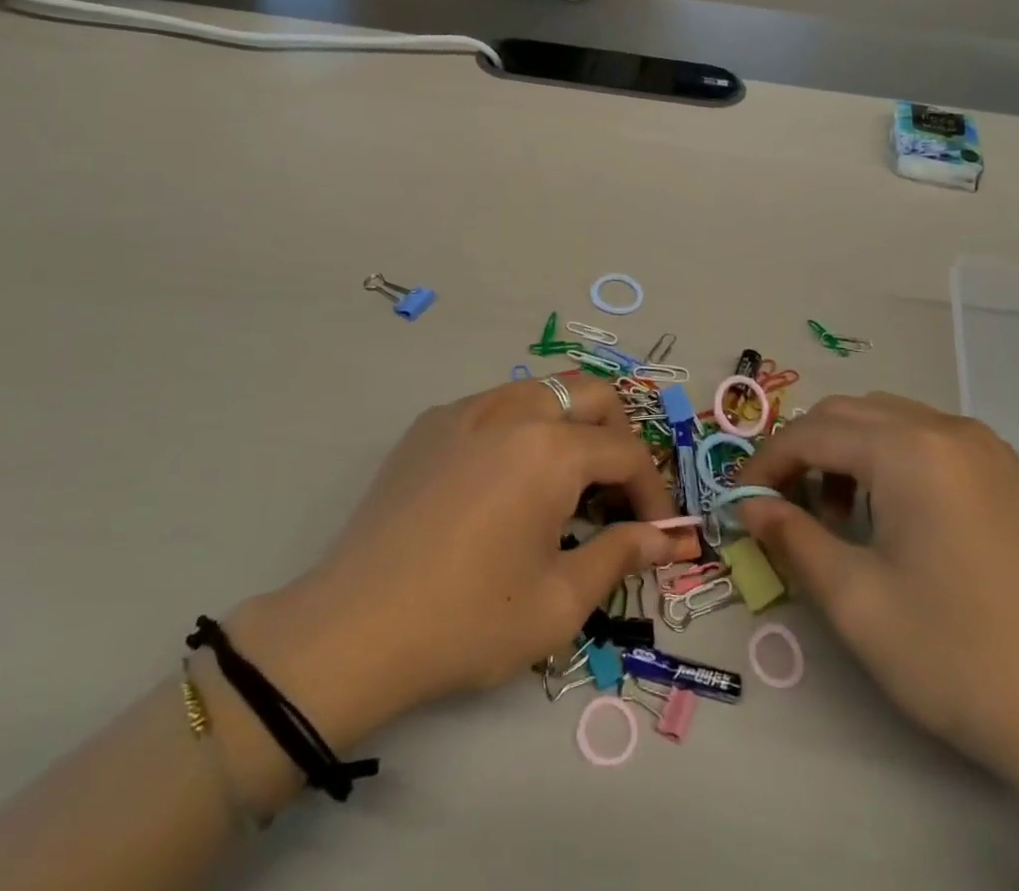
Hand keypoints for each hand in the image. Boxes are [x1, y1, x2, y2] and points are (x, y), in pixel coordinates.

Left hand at [222, 373, 681, 749]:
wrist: (354, 628)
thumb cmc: (468, 620)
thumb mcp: (559, 602)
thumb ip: (620, 556)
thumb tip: (664, 539)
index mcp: (550, 449)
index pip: (625, 451)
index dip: (652, 492)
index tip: (656, 533)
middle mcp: (511, 409)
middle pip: (589, 393)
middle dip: (617, 435)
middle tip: (614, 494)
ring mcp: (464, 409)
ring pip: (540, 390)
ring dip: (568, 426)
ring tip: (563, 486)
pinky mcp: (429, 423)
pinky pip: (494, 406)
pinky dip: (520, 429)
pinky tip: (504, 484)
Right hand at [737, 394, 1018, 890]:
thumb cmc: (955, 656)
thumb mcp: (853, 599)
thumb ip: (790, 537)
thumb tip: (749, 504)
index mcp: (909, 449)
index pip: (812, 433)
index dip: (766, 463)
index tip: (740, 499)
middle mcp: (946, 428)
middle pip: (847, 414)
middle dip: (804, 452)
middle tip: (782, 506)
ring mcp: (985, 448)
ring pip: (886, 420)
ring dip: (846, 452)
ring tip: (836, 515)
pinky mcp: (1007, 474)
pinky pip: (926, 439)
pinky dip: (889, 459)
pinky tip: (891, 514)